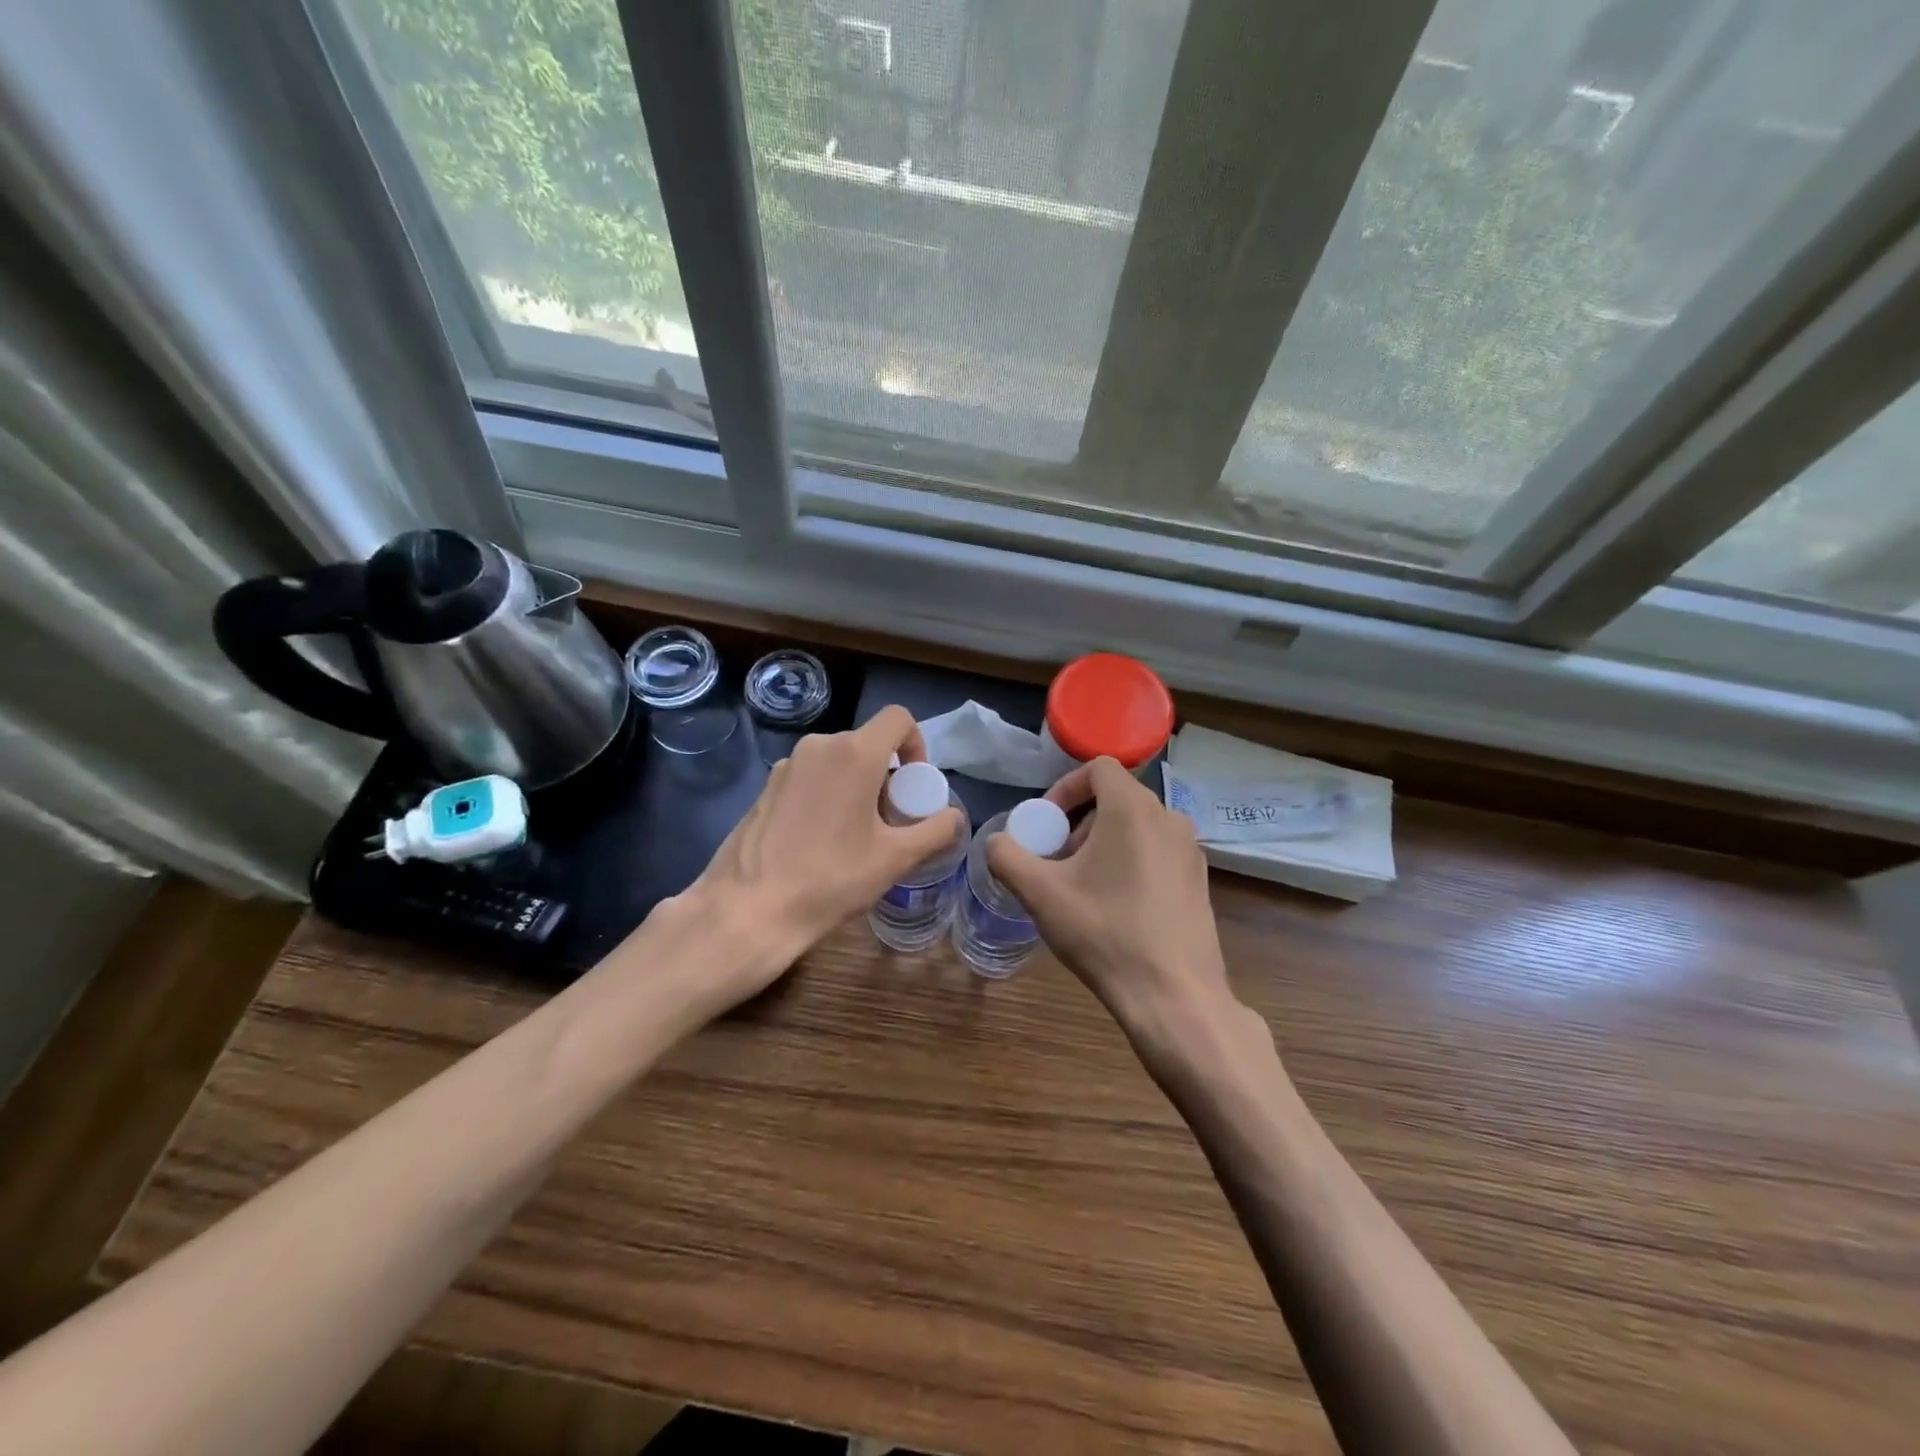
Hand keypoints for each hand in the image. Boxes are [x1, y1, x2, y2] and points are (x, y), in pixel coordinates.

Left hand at [685, 705, 965, 1003]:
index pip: (898, 719)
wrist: (749, 910)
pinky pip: (810, 778)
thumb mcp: (896, 859)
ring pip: (837, 762)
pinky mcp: (765, 788)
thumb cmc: (831, 879)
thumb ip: (936, 831)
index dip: (916, 745)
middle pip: (867, 744)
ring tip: (856, 837)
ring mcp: (787, 766)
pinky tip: (820, 843)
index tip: (914, 786)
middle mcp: (819, 746)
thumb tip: (955, 817)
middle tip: (890, 822)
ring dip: (857, 787)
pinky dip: (827, 796)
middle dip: (887, 776)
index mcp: (854, 753)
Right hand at [987, 757, 1248, 1065]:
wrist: (1173, 996)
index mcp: (1133, 808)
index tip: (1047, 824)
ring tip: (1083, 885)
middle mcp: (1169, 817)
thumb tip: (997, 842)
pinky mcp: (1199, 879)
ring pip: (1137, 825)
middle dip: (1079, 821)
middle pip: (1116, 797)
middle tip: (1058, 860)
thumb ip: (1007, 856)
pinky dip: (1131, 860)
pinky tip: (1116, 906)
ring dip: (1103, 842)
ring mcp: (1190, 850)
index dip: (1065, 787)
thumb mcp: (1040, 893)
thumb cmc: (1104, 933)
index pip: (1098, 768)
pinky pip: (1157, 850)